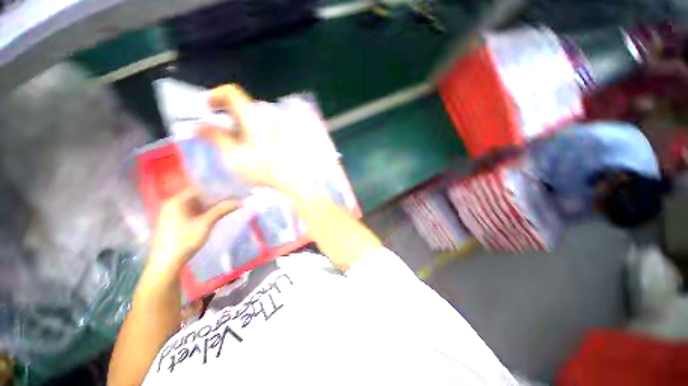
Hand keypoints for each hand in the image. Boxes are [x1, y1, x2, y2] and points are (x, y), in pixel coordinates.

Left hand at [149, 189, 238, 272]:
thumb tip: (240, 201)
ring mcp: (174, 213)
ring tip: (228, 204)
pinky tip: (216, 213)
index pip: (200, 188)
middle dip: (216, 197)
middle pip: (198, 196)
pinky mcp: (176, 221)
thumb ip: (222, 210)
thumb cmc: (185, 240)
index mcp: (177, 201)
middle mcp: (174, 204)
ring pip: (197, 204)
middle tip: (233, 197)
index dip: (217, 188)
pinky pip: (193, 211)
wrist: (167, 262)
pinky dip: (205, 211)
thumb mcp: (205, 223)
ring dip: (212, 204)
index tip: (232, 189)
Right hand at [199, 84, 307, 194]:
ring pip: (250, 116)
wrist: (291, 179)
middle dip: (224, 113)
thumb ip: (215, 138)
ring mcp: (276, 125)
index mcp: (254, 117)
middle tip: (216, 129)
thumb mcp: (234, 155)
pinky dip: (249, 130)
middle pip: (240, 105)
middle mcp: (267, 116)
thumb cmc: (264, 170)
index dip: (215, 95)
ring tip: (233, 141)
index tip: (207, 107)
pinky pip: (260, 125)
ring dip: (237, 123)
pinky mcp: (281, 134)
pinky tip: (249, 146)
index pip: (232, 93)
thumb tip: (198, 126)